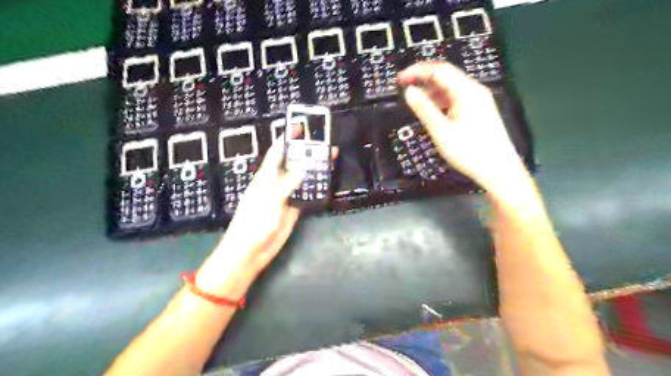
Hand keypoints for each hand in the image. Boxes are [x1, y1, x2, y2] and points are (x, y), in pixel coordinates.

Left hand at [197, 130, 337, 297]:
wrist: (251, 250)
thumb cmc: (254, 221)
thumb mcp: (270, 197)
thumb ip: (288, 182)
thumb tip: (305, 167)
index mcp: (266, 175)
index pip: (278, 151)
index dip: (288, 138)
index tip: (301, 127)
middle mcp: (277, 182)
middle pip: (294, 163)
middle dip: (307, 152)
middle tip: (324, 143)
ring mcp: (287, 196)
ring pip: (303, 178)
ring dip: (315, 169)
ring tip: (331, 159)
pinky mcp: (294, 209)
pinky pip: (307, 194)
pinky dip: (316, 188)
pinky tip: (327, 182)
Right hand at [397, 62, 528, 192]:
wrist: (498, 170)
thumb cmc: (469, 152)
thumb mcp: (442, 131)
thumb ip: (424, 109)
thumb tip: (408, 91)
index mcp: (466, 91)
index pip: (439, 70)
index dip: (417, 71)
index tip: (400, 79)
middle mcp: (474, 91)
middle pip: (446, 75)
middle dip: (423, 78)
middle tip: (404, 87)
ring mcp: (478, 100)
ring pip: (451, 88)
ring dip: (431, 90)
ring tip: (415, 101)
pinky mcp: (479, 111)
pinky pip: (456, 98)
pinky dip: (441, 100)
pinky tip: (432, 110)